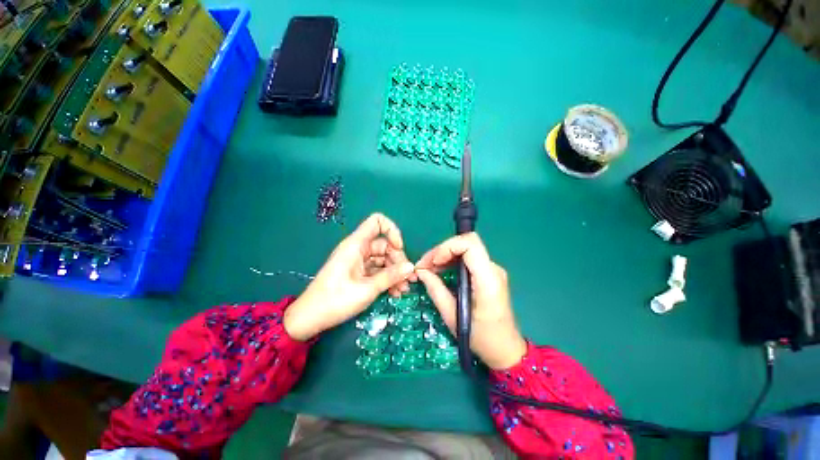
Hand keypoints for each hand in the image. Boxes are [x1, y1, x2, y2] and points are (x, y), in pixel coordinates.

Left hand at [284, 213, 415, 340]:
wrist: (310, 318)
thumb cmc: (336, 300)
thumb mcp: (367, 289)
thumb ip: (391, 276)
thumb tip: (411, 267)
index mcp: (356, 245)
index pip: (377, 222)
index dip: (391, 231)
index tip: (399, 248)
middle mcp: (358, 249)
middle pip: (384, 245)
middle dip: (398, 260)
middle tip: (408, 279)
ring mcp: (358, 261)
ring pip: (383, 260)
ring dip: (395, 273)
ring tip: (404, 289)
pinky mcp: (358, 273)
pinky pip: (377, 270)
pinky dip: (386, 279)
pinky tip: (395, 292)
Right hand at [415, 232, 526, 369]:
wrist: (505, 349)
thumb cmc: (481, 338)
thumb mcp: (452, 316)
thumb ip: (436, 290)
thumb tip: (421, 271)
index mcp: (488, 280)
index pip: (470, 245)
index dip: (448, 247)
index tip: (433, 262)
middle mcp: (493, 269)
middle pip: (466, 243)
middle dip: (442, 250)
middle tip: (424, 265)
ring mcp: (492, 270)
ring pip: (466, 248)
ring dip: (444, 254)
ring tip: (428, 269)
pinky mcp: (488, 273)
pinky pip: (468, 258)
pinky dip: (451, 261)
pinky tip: (440, 271)